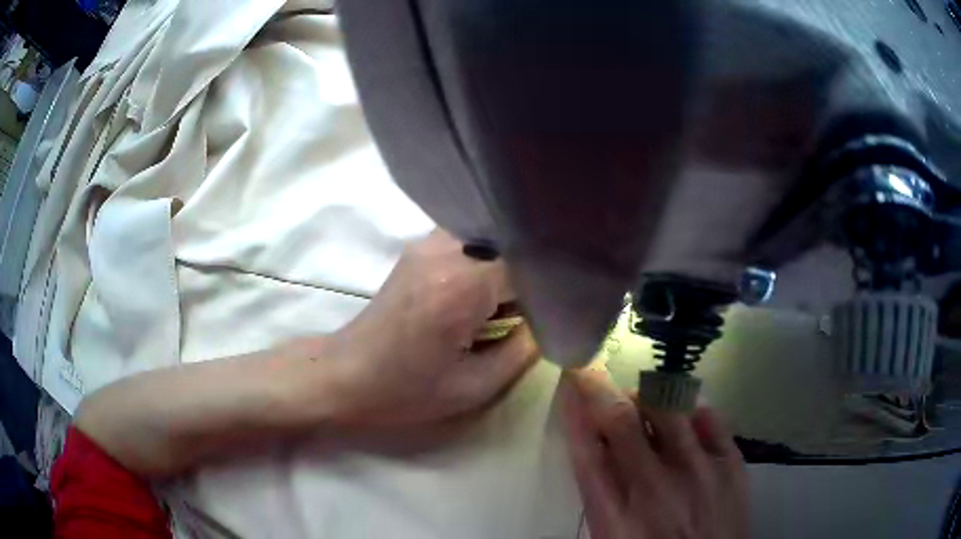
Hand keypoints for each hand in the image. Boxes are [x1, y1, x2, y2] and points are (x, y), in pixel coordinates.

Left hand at [330, 229, 538, 425]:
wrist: (347, 374)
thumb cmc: (407, 390)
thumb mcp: (476, 386)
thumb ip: (525, 350)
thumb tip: (552, 318)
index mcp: (461, 285)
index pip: (530, 262)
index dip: (553, 282)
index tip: (566, 302)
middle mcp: (446, 248)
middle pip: (512, 242)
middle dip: (533, 270)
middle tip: (541, 304)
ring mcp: (429, 241)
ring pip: (493, 237)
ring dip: (509, 264)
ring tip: (513, 299)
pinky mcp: (420, 245)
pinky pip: (471, 240)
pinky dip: (488, 260)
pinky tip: (486, 290)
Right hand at [559, 371, 747, 538]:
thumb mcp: (612, 537)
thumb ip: (602, 495)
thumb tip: (599, 448)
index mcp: (615, 515)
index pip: (586, 450)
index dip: (575, 411)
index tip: (570, 384)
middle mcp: (655, 487)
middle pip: (622, 419)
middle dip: (601, 390)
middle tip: (595, 380)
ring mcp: (698, 470)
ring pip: (666, 407)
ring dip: (644, 397)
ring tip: (640, 402)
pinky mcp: (731, 463)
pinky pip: (708, 415)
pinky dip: (689, 409)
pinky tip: (682, 416)